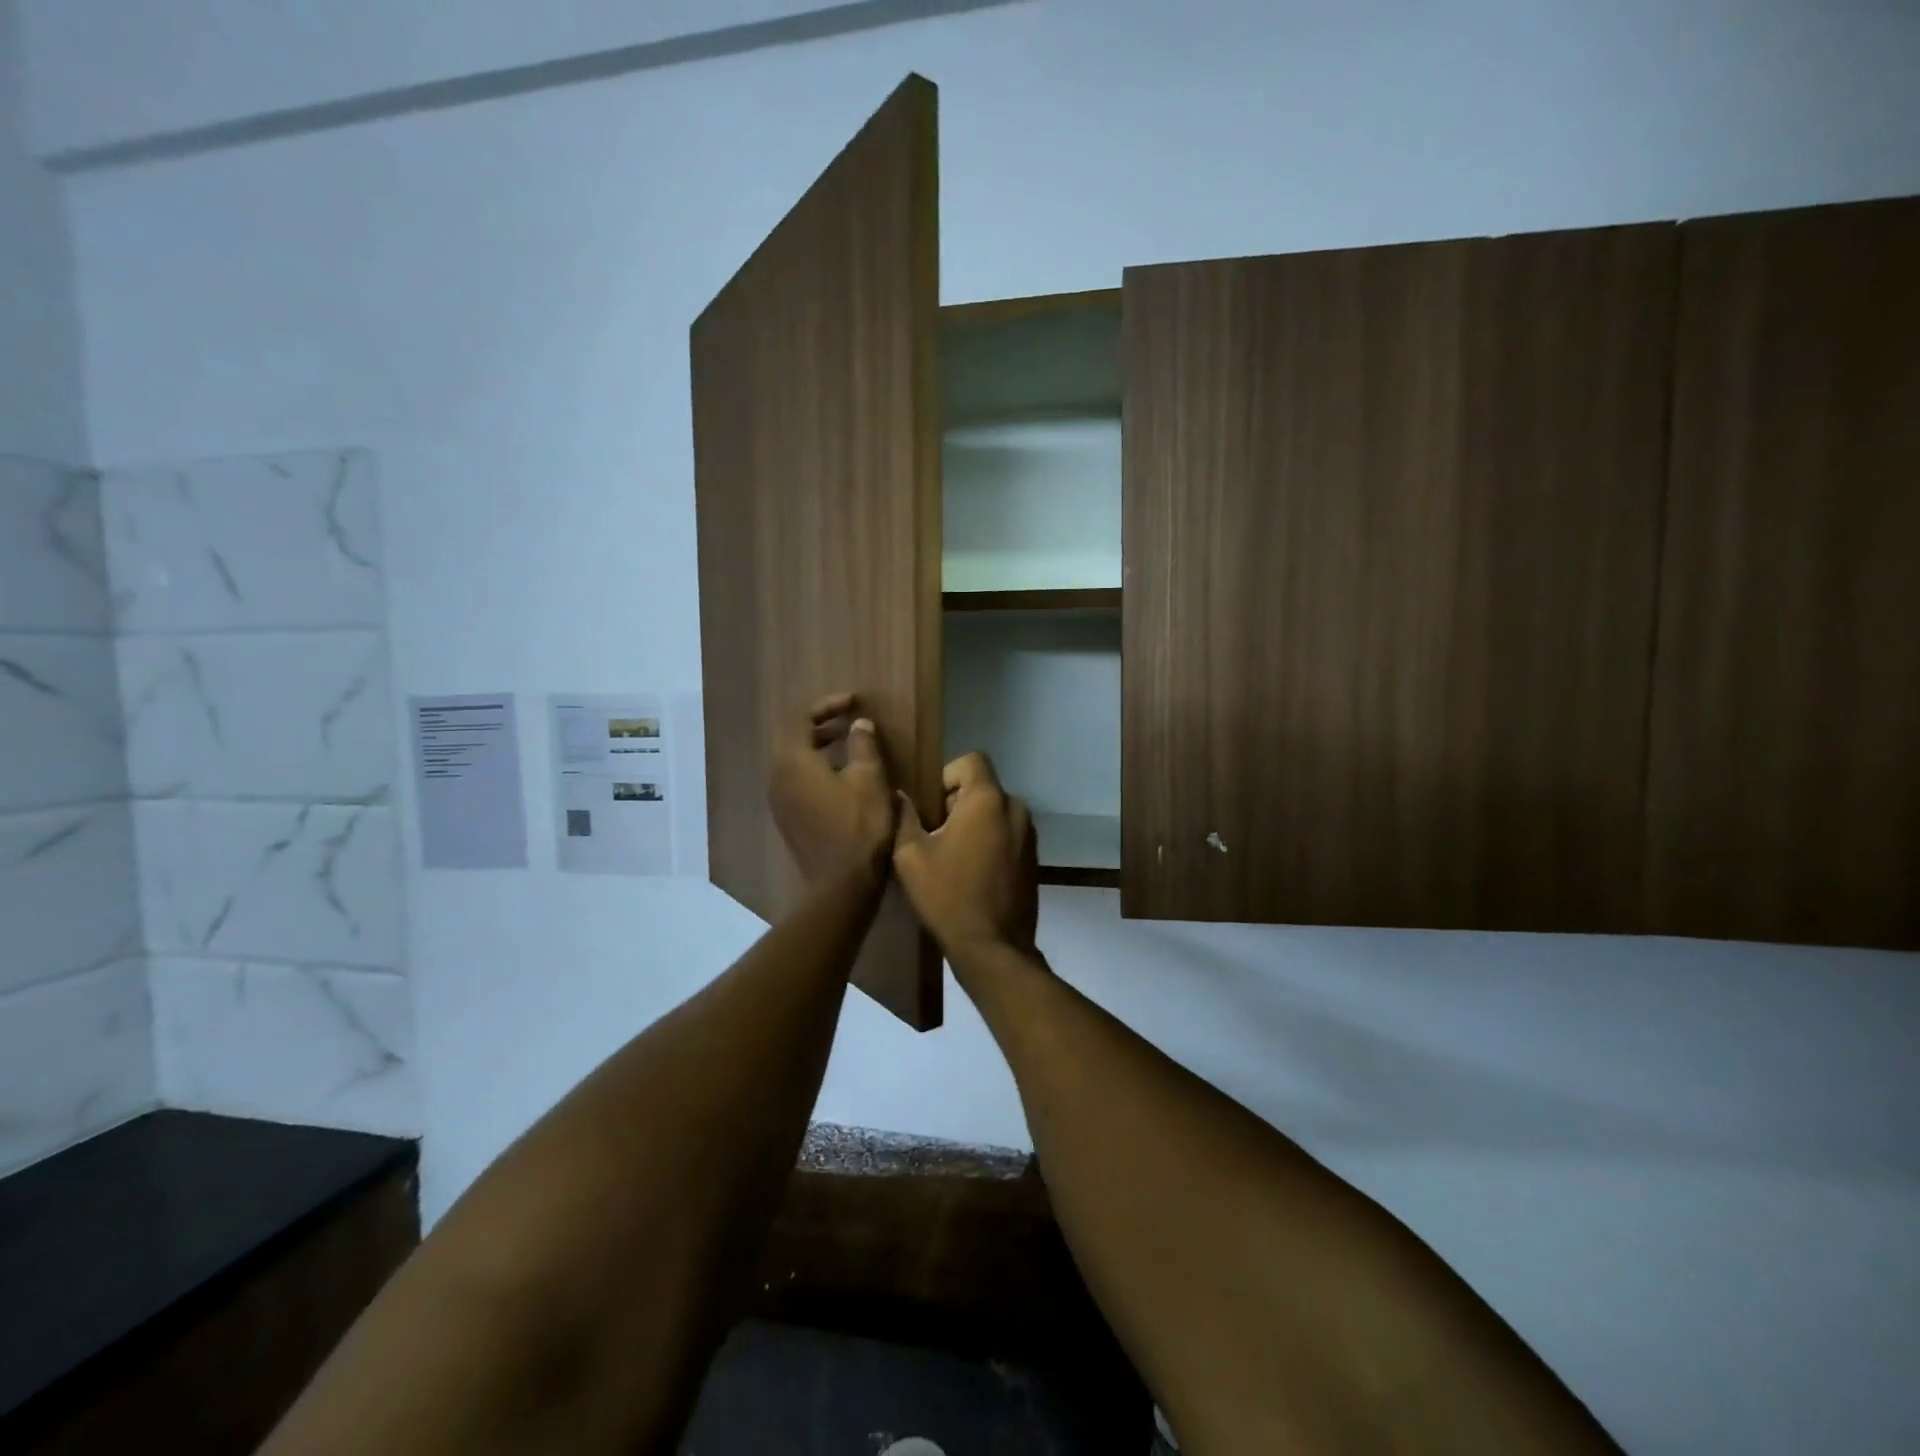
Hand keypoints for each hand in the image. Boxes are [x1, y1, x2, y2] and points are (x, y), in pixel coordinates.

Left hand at [769, 693, 895, 884]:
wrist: (841, 883)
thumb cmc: (858, 825)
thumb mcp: (869, 778)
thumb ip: (862, 744)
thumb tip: (859, 724)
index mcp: (793, 761)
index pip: (803, 719)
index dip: (829, 706)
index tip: (854, 702)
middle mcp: (777, 778)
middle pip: (796, 740)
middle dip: (824, 728)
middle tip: (851, 725)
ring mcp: (779, 802)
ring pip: (797, 764)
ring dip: (821, 751)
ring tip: (850, 750)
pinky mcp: (788, 820)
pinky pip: (798, 784)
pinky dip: (817, 772)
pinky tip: (842, 781)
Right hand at [892, 752, 1037, 956]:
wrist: (993, 947)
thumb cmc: (947, 896)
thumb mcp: (911, 856)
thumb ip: (904, 817)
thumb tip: (900, 795)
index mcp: (987, 800)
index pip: (971, 760)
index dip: (947, 775)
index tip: (932, 806)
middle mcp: (1015, 809)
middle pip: (983, 787)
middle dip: (958, 802)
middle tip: (935, 833)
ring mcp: (1029, 834)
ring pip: (997, 811)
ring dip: (975, 822)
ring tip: (953, 855)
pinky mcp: (1034, 858)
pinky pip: (1008, 833)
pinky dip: (991, 840)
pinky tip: (973, 871)